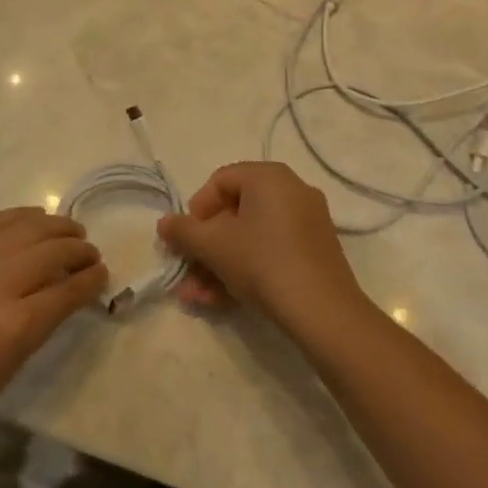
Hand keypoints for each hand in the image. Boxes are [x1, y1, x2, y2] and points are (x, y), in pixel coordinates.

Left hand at [0, 209, 106, 447]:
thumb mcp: (9, 364)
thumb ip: (40, 323)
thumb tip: (64, 293)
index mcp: (16, 322)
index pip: (68, 290)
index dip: (90, 280)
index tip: (103, 274)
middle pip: (51, 251)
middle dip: (78, 250)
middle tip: (91, 253)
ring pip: (27, 227)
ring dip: (55, 227)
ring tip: (70, 231)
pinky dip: (21, 218)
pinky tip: (33, 219)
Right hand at [157, 162, 367, 336]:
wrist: (323, 311)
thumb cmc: (262, 262)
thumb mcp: (214, 245)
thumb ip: (183, 231)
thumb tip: (164, 223)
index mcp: (269, 176)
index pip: (220, 181)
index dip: (196, 210)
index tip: (185, 240)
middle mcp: (292, 190)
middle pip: (235, 212)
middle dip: (205, 247)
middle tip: (187, 274)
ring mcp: (308, 221)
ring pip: (251, 237)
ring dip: (220, 265)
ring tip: (199, 297)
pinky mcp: (316, 251)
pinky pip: (272, 250)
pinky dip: (247, 269)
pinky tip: (224, 301)